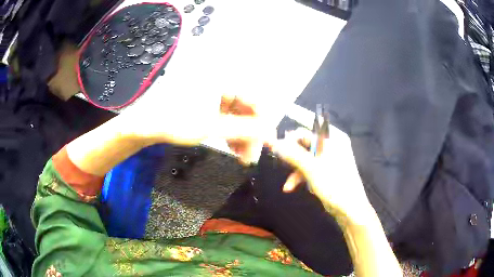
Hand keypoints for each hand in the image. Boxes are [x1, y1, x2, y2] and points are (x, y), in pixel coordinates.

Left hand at [118, 93, 269, 163]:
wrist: (145, 124)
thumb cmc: (175, 122)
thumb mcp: (210, 127)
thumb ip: (243, 129)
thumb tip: (269, 132)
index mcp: (223, 82)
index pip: (255, 100)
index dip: (263, 123)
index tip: (265, 144)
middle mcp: (222, 84)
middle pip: (247, 109)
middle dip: (251, 134)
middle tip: (250, 157)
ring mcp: (214, 95)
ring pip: (238, 116)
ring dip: (242, 136)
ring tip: (241, 157)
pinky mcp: (208, 105)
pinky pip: (227, 118)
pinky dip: (232, 133)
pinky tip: (233, 147)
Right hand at [268, 126, 372, 224]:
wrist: (349, 209)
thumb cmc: (334, 184)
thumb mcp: (311, 168)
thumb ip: (293, 154)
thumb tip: (274, 143)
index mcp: (333, 138)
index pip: (309, 129)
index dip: (292, 136)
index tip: (276, 144)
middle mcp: (332, 145)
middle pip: (306, 144)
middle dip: (292, 156)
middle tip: (278, 160)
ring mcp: (329, 159)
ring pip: (306, 158)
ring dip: (295, 171)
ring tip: (287, 185)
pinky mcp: (326, 171)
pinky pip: (310, 168)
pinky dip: (301, 177)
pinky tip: (291, 187)